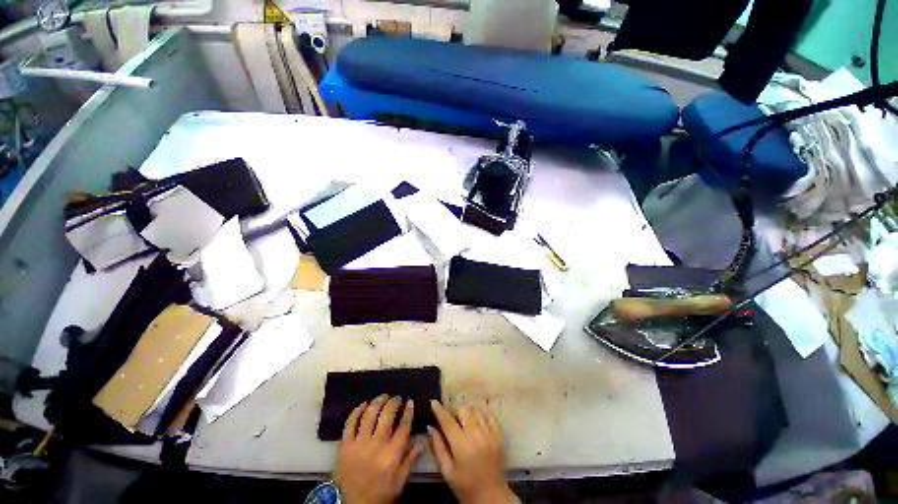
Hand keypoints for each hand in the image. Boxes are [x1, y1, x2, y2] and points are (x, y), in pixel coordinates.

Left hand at [333, 395, 422, 503]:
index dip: (408, 411)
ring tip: (383, 396)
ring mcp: (359, 443)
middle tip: (397, 397)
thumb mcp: (398, 484)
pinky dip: (357, 410)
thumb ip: (409, 462)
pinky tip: (364, 404)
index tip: (410, 401)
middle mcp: (376, 445)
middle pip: (387, 415)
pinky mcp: (345, 445)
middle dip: (394, 402)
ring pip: (370, 414)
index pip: (403, 426)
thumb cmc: (378, 495)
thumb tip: (422, 443)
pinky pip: (351, 422)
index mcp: (392, 455)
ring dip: (378, 401)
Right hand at [428, 401, 517, 503]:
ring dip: (467, 411)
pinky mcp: (499, 434)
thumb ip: (438, 447)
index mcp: (461, 445)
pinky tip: (476, 420)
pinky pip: (489, 415)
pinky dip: (481, 414)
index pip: (447, 421)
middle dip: (454, 410)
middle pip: (463, 409)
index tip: (433, 402)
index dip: (439, 410)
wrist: (491, 496)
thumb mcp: (447, 471)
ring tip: (463, 419)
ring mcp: (489, 433)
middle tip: (451, 418)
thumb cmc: (465, 486)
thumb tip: (430, 427)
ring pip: (476, 409)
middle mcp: (476, 435)